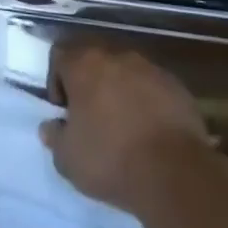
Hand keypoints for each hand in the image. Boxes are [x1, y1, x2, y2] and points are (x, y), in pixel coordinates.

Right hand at [41, 44, 221, 219]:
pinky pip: (153, 87)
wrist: (174, 173)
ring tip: (124, 125)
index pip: (59, 55)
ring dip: (120, 90)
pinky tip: (151, 131)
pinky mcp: (177, 86)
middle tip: (92, 116)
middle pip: (94, 59)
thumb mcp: (68, 159)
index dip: (56, 80)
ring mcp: (149, 68)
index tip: (65, 110)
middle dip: (90, 83)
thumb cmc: (111, 160)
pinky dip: (148, 102)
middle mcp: (115, 56)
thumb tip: (50, 126)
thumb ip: (55, 137)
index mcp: (83, 64)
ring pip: (125, 72)